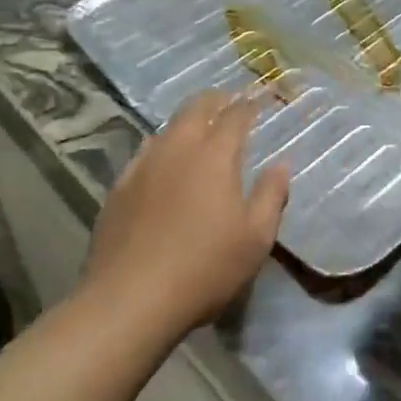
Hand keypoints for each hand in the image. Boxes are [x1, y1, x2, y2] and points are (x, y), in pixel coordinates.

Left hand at [79, 91, 289, 341]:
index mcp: (215, 156)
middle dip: (216, 100)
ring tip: (198, 128)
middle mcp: (177, 149)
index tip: (259, 101)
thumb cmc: (204, 268)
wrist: (129, 301)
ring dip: (187, 121)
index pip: (235, 116)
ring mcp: (143, 166)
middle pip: (196, 109)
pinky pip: (145, 153)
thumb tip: (282, 165)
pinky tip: (163, 162)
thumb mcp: (256, 238)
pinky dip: (162, 147)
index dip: (249, 105)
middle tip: (229, 100)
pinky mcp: (118, 188)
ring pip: (167, 128)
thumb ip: (272, 196)